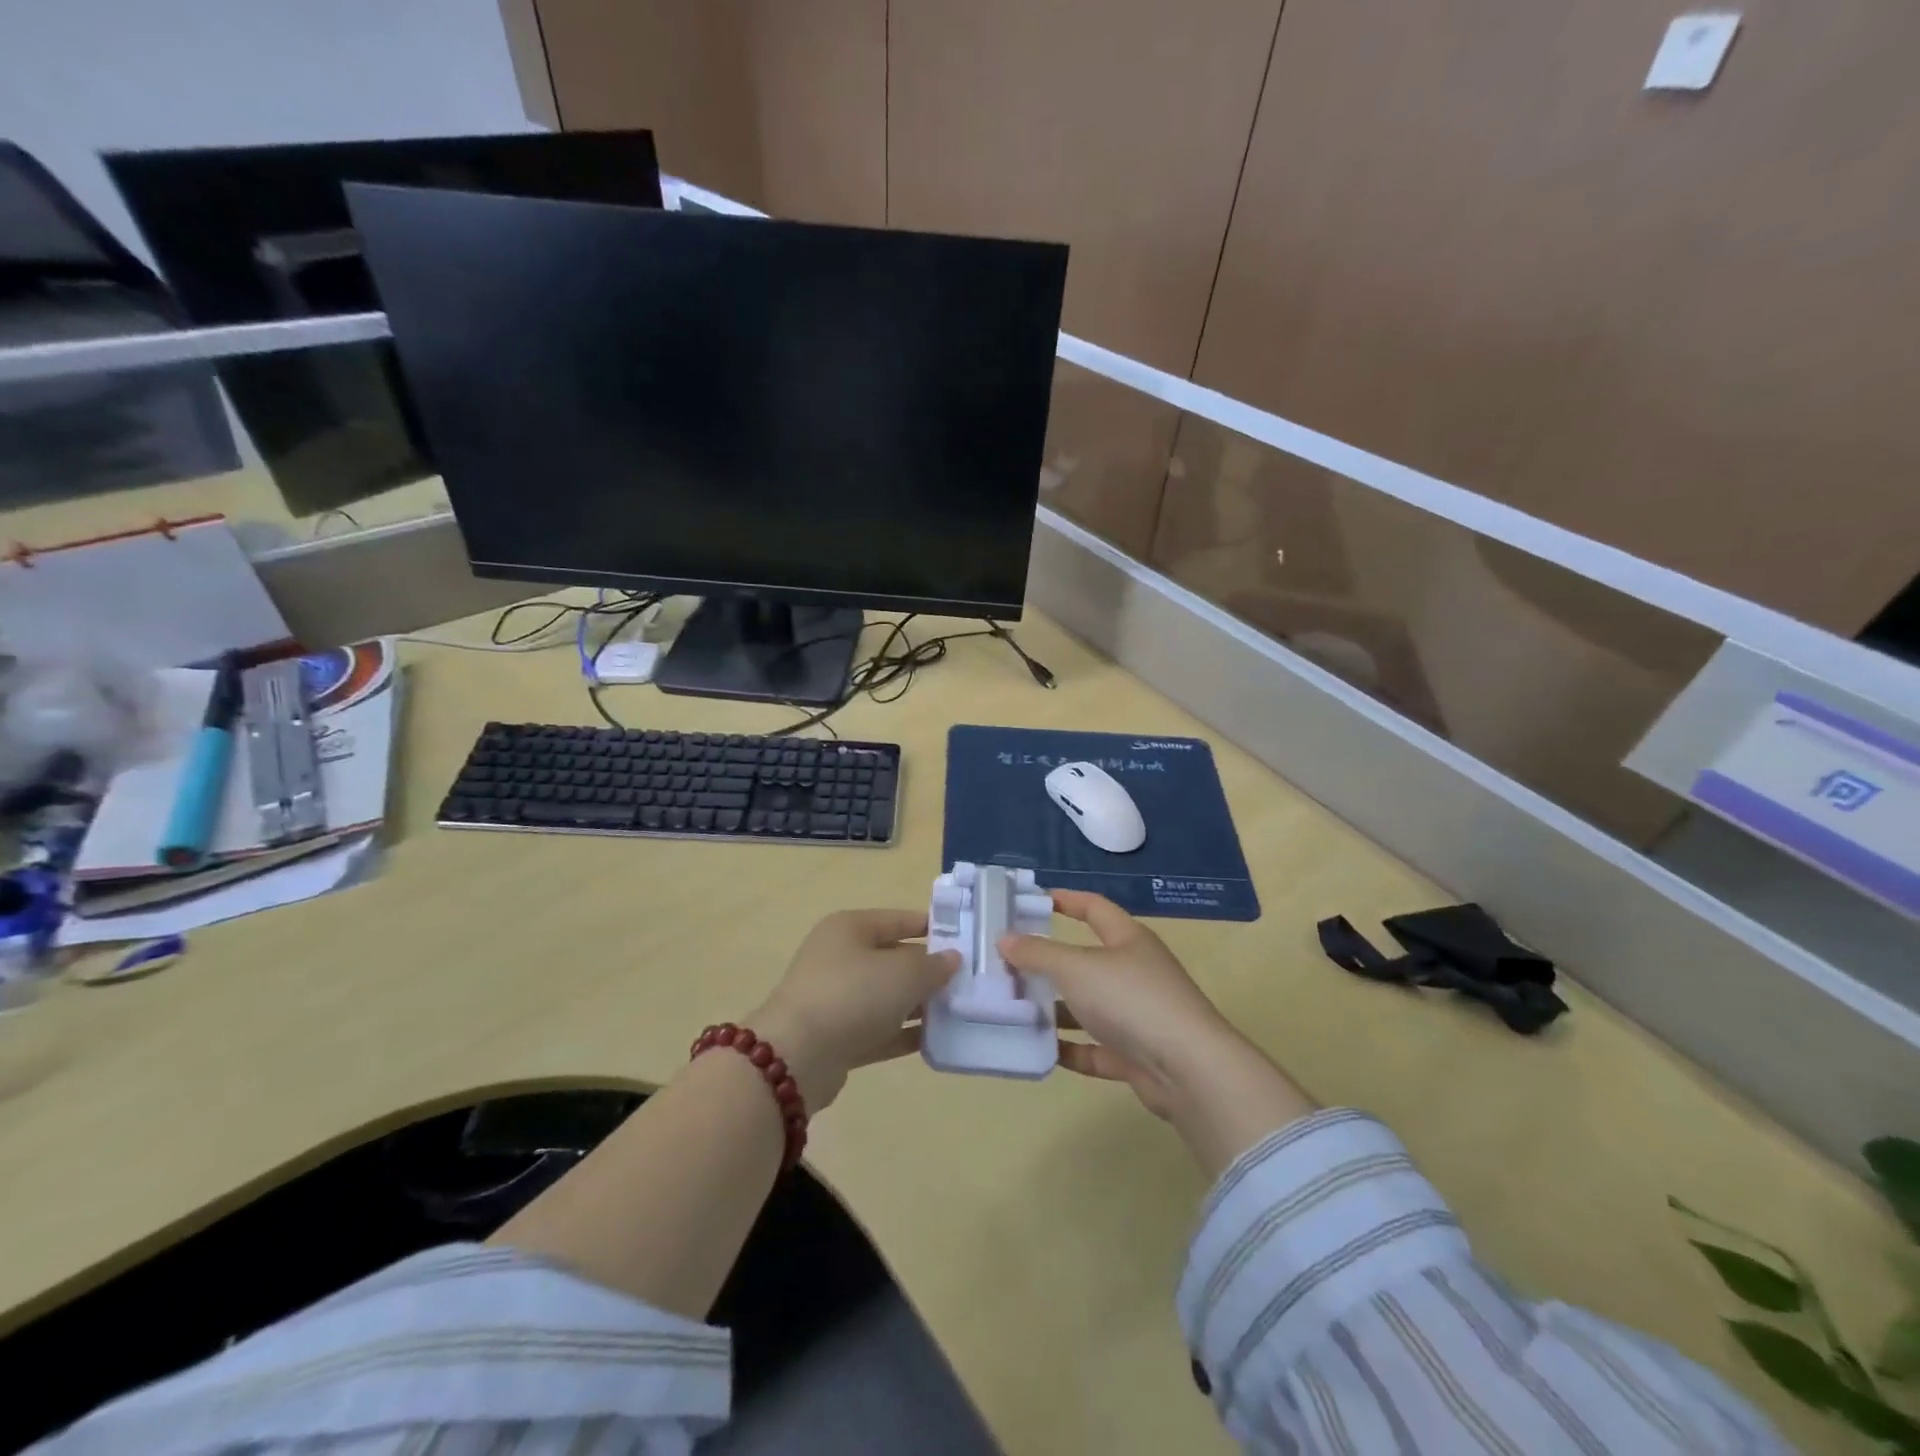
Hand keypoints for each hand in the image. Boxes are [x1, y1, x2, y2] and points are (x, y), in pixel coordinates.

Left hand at [749, 909, 958, 1112]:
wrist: (796, 1057)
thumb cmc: (852, 995)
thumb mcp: (903, 974)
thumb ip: (933, 966)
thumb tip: (951, 959)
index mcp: (850, 928)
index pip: (899, 920)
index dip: (932, 928)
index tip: (966, 941)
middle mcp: (840, 957)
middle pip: (893, 958)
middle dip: (928, 971)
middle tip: (968, 982)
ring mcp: (835, 998)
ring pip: (886, 996)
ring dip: (918, 1005)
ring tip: (958, 1013)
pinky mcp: (835, 1036)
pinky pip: (878, 1029)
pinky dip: (902, 1033)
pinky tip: (934, 1040)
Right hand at [1000, 891, 1316, 1176]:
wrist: (1188, 1069)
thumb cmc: (1131, 1000)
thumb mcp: (1076, 968)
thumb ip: (1038, 953)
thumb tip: (1005, 939)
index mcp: (1128, 940)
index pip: (1094, 908)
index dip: (1066, 899)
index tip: (1033, 899)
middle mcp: (1135, 971)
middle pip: (1087, 960)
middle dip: (1050, 961)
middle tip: (1009, 963)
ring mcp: (1138, 1014)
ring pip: (1089, 1006)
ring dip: (1056, 1008)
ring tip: (1015, 1008)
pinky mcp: (1136, 1054)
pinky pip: (1096, 1047)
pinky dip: (1071, 1048)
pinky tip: (1041, 1050)